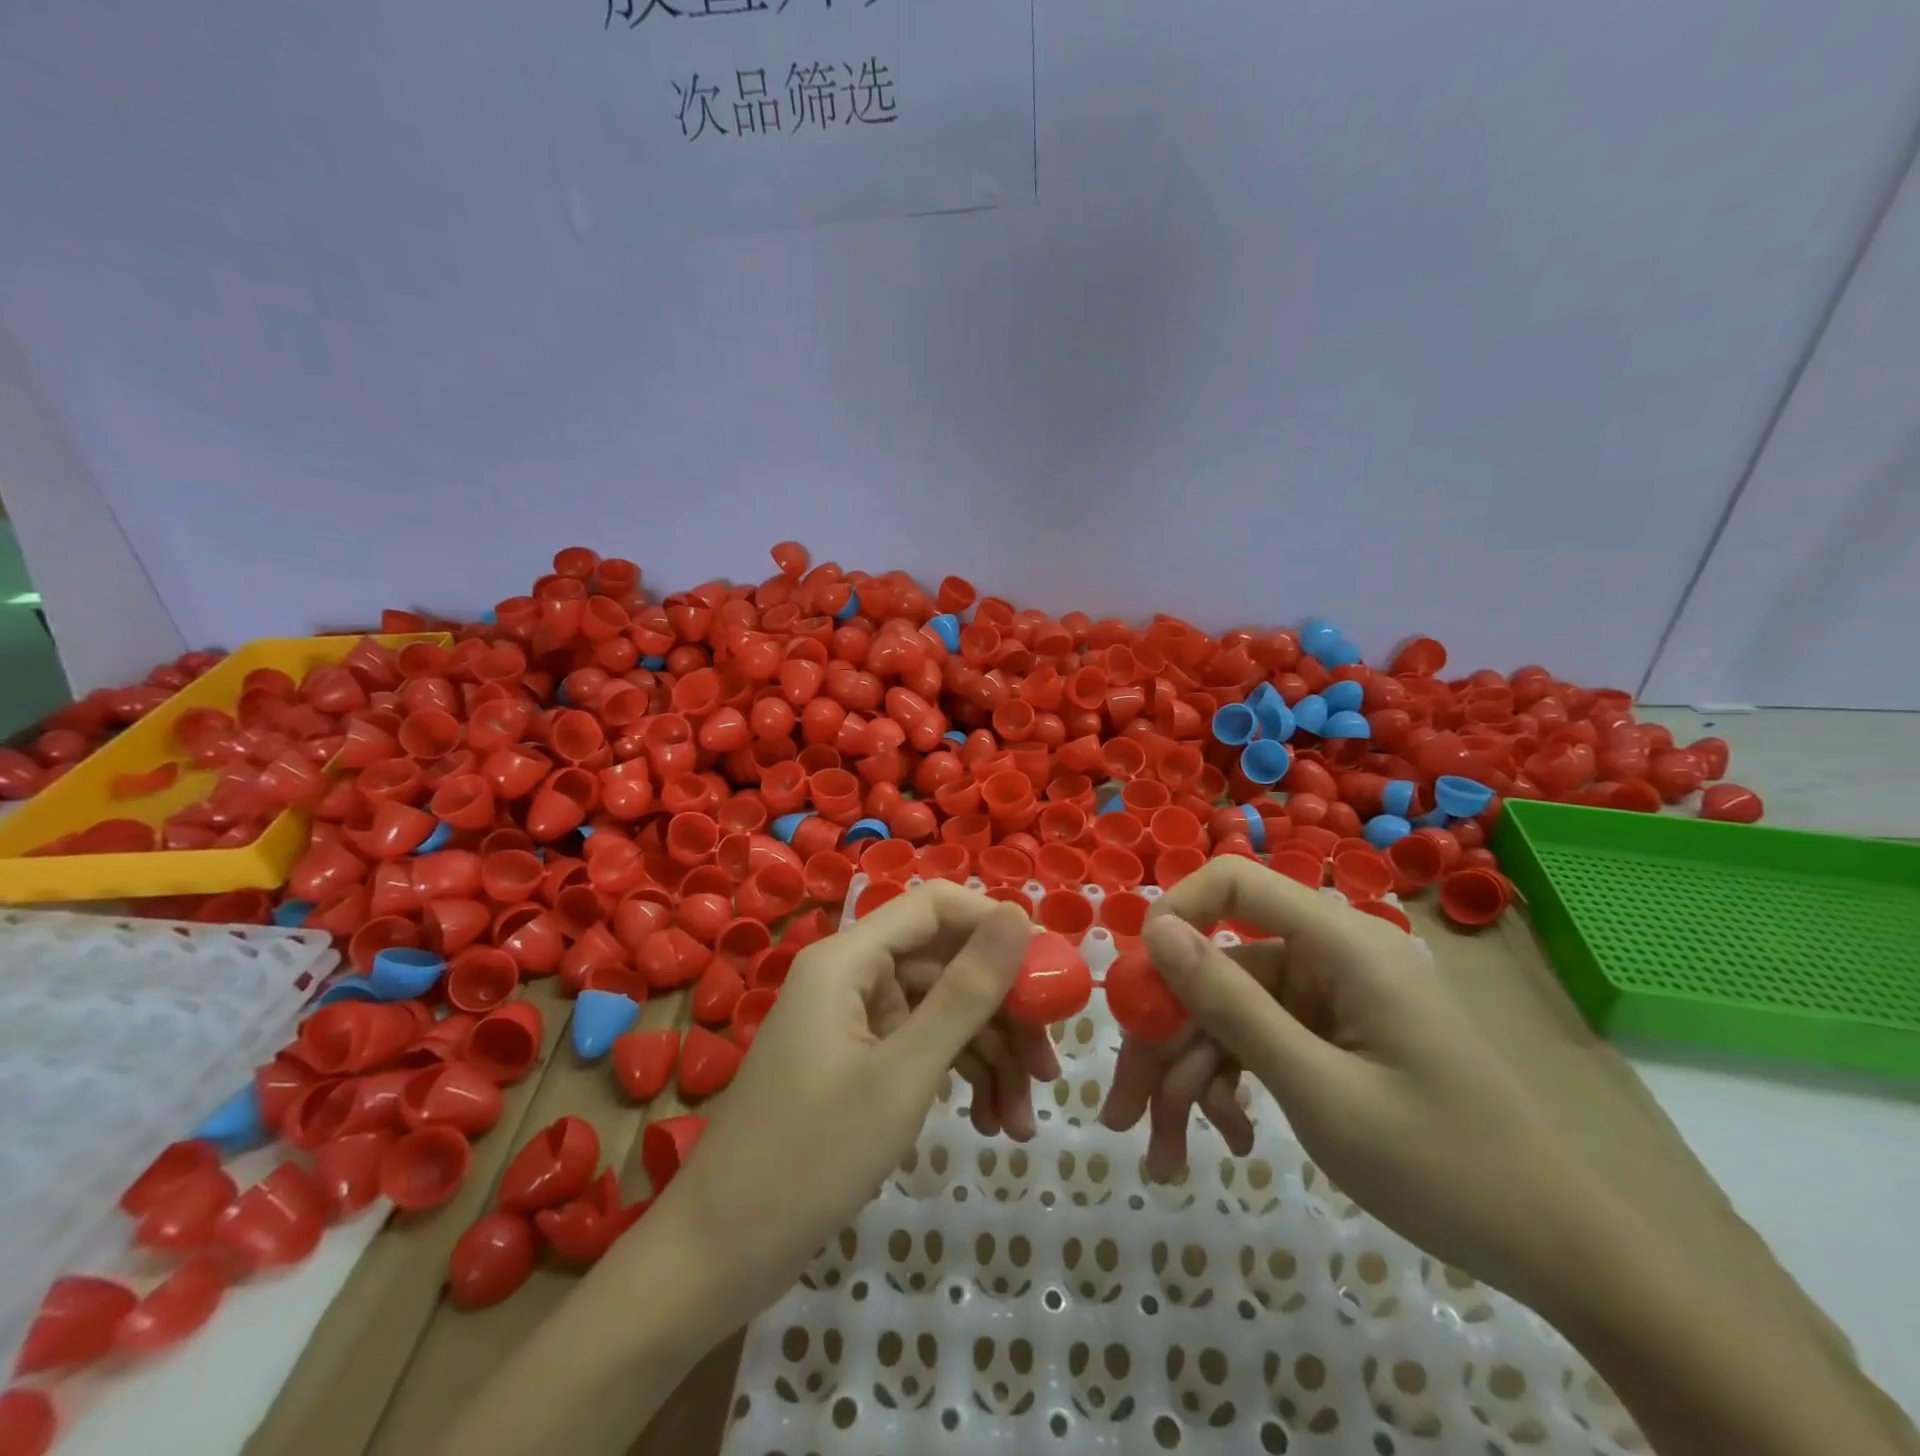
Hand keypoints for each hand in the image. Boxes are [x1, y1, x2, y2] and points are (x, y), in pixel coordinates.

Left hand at [655, 882, 1041, 1323]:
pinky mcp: (857, 1063)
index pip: (936, 906)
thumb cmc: (809, 1158)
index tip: (1050, 971)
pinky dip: (958, 1078)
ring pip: (940, 1012)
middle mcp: (851, 976)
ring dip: (988, 1058)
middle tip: (1049, 1069)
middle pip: (945, 965)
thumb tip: (1018, 915)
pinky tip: (993, 1124)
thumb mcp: (904, 1074)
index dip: (996, 927)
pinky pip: (921, 1048)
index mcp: (849, 958)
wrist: (718, 1256)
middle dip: (1002, 1014)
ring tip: (1023, 1122)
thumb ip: (966, 992)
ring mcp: (853, 1021)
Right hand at [1105, 856, 1607, 1303]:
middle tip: (1124, 1114)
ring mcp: (1327, 998)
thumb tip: (1156, 932)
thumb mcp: (1319, 1091)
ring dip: (1188, 1080)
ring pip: (1227, 1014)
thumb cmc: (1445, 1167)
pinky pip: (1256, 1041)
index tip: (1134, 986)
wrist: (1561, 1255)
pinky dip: (1230, 1087)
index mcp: (1341, 944)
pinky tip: (1230, 1140)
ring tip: (1164, 1158)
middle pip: (1216, 969)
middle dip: (1165, 1041)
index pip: (1234, 883)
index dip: (1174, 917)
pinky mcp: (1329, 1034)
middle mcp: (1329, 956)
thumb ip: (1232, 1005)